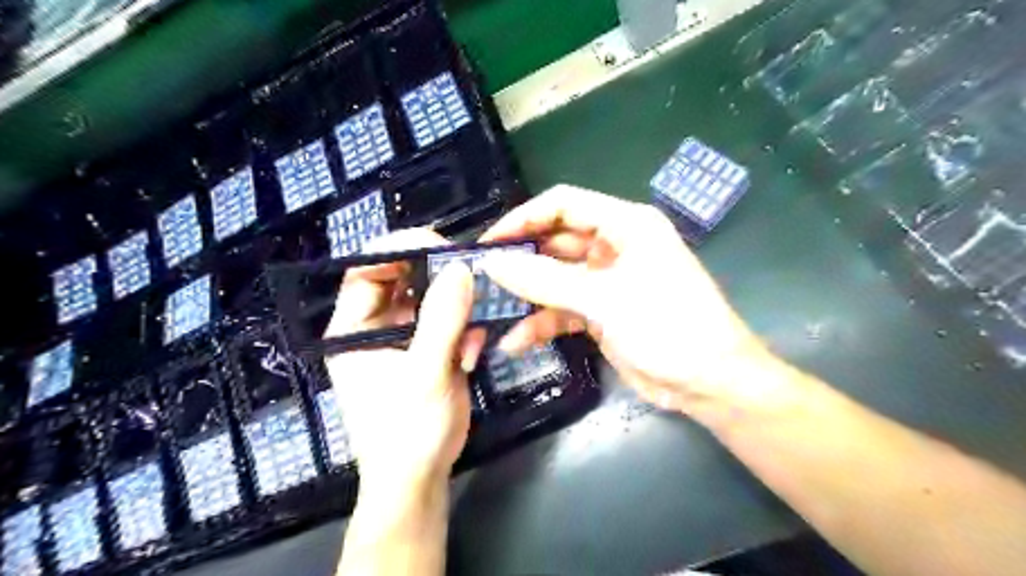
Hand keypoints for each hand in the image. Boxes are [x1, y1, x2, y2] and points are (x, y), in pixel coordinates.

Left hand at [329, 229, 485, 489]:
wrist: (419, 478)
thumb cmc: (407, 431)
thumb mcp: (425, 375)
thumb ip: (442, 321)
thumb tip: (460, 268)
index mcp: (353, 327)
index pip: (367, 269)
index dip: (400, 250)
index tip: (441, 248)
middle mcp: (375, 324)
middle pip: (403, 277)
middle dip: (439, 278)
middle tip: (472, 278)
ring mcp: (405, 335)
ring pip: (432, 296)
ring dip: (458, 308)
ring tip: (471, 338)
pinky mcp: (429, 346)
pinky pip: (449, 318)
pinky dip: (466, 328)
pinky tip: (472, 354)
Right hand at [482, 184, 778, 413]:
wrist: (708, 383)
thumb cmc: (668, 326)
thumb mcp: (604, 299)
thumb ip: (546, 280)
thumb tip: (493, 263)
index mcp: (625, 225)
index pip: (564, 205)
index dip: (524, 218)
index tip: (489, 242)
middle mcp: (614, 247)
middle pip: (555, 242)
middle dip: (520, 259)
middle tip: (481, 278)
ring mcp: (606, 282)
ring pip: (555, 279)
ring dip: (526, 295)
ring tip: (490, 309)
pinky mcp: (601, 313)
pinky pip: (562, 309)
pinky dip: (541, 323)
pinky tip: (516, 341)